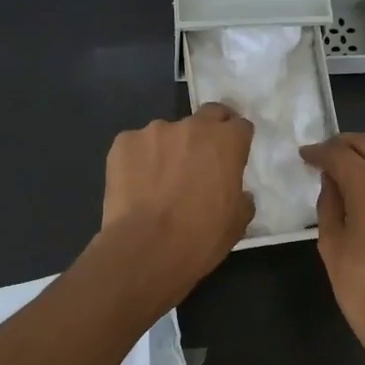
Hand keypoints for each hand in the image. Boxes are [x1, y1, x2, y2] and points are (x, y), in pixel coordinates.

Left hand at [98, 103, 255, 300]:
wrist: (145, 249)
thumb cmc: (200, 238)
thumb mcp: (237, 223)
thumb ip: (241, 198)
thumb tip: (237, 193)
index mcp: (226, 142)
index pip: (240, 126)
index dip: (237, 142)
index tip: (232, 159)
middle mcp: (192, 127)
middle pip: (208, 115)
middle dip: (209, 132)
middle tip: (202, 160)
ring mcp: (153, 131)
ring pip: (168, 133)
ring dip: (170, 149)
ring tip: (160, 181)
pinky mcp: (123, 143)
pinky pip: (137, 146)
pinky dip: (140, 160)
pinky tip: (137, 186)